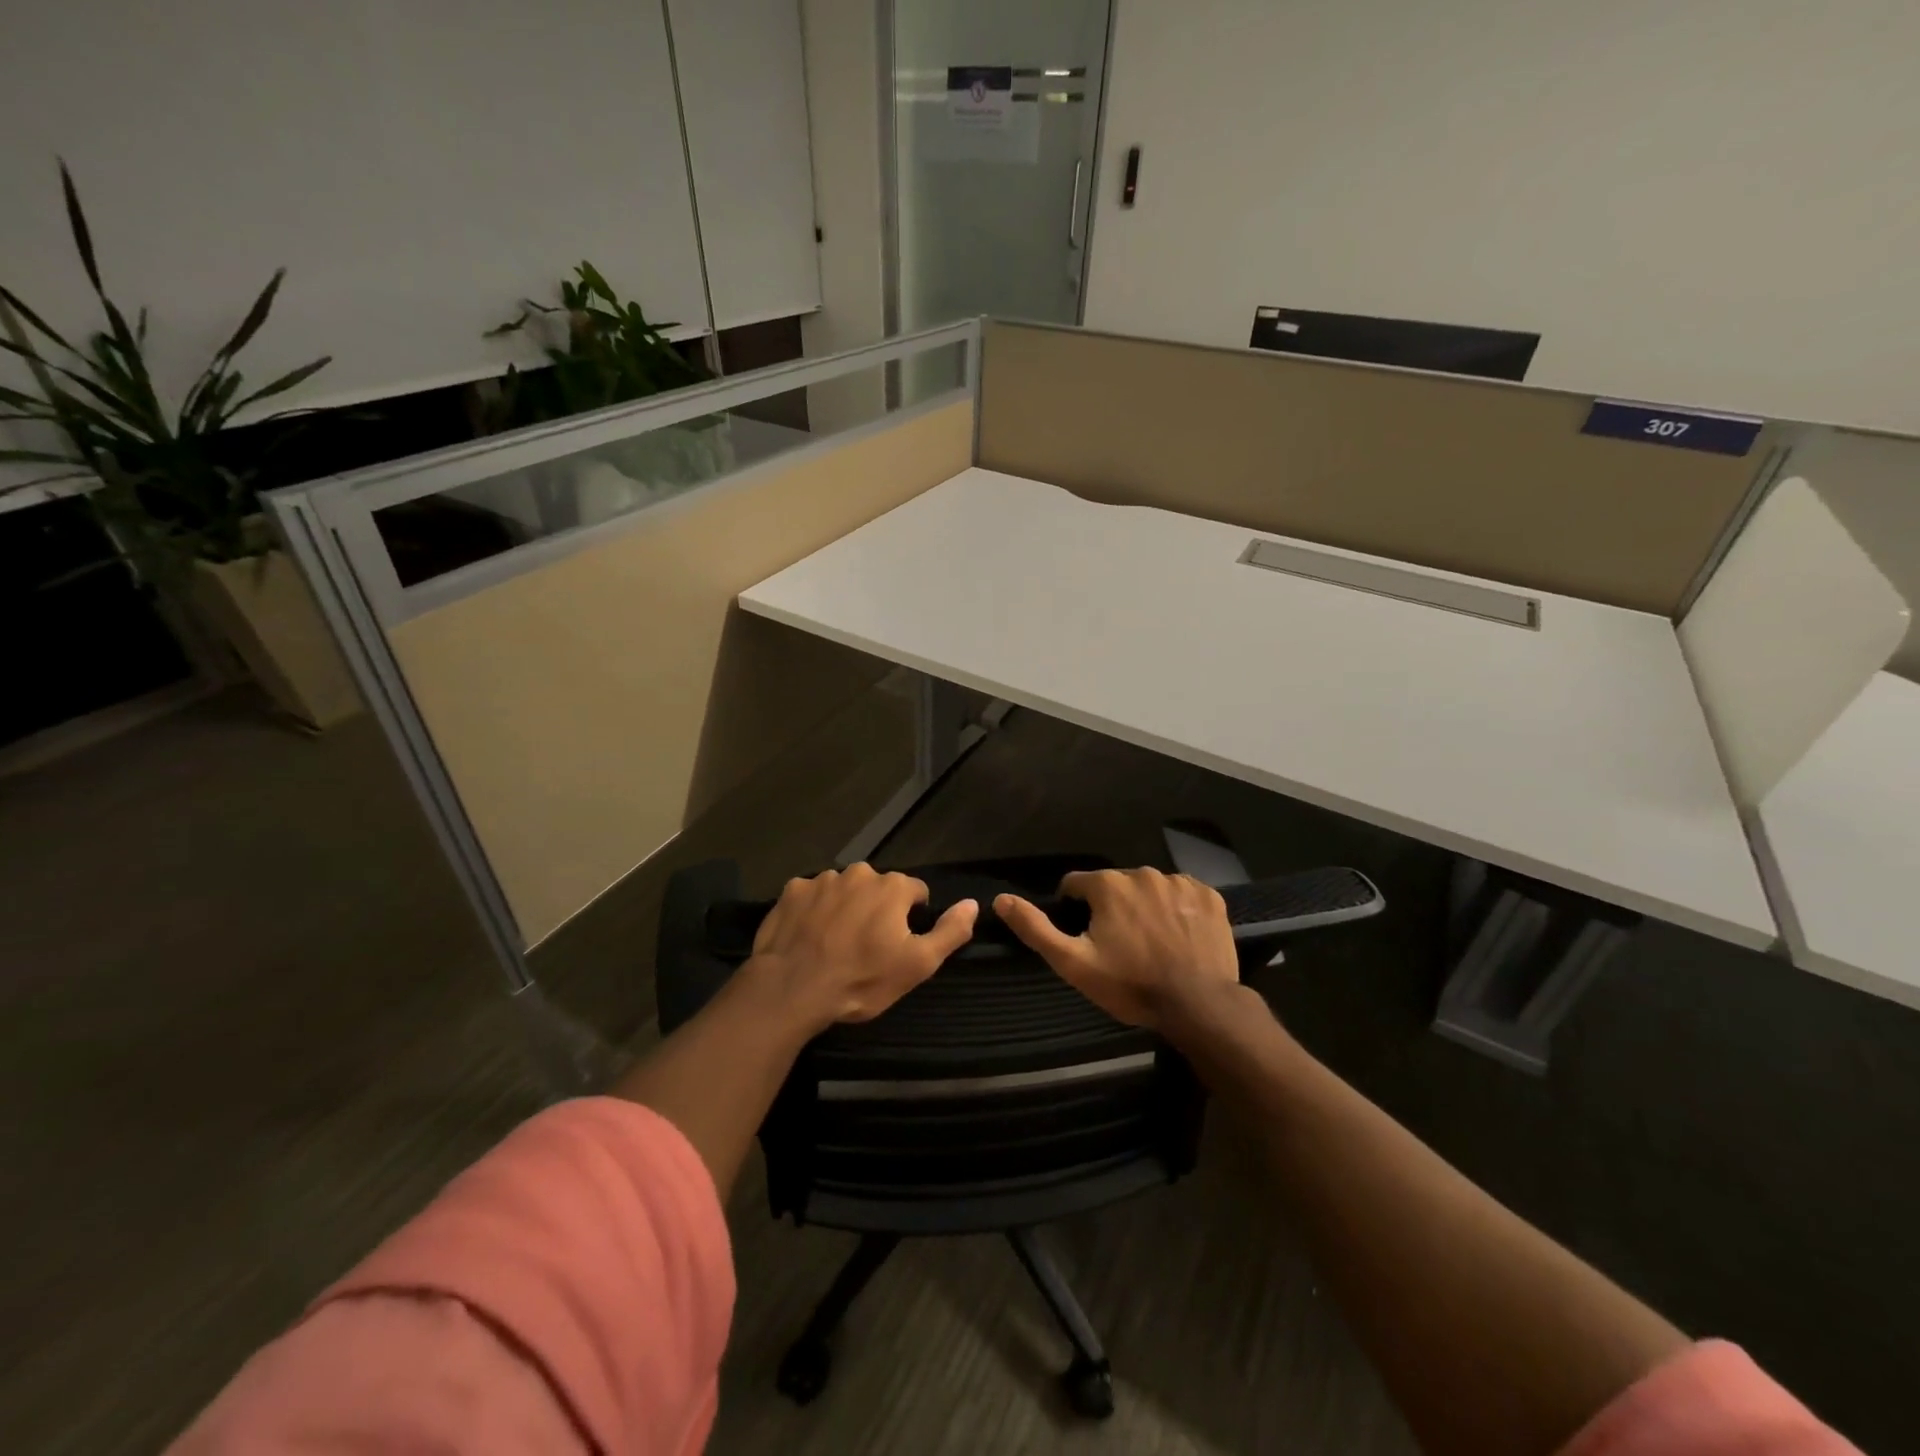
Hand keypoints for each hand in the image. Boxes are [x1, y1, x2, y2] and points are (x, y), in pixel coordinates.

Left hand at [745, 863, 977, 1034]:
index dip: (912, 917)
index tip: (899, 943)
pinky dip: (813, 911)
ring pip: (844, 890)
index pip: (915, 892)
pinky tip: (808, 936)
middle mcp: (859, 872)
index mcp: (892, 886)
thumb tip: (973, 903)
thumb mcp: (918, 964)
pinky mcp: (791, 891)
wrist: (792, 988)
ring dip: (845, 908)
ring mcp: (821, 879)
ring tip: (835, 943)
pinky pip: (811, 896)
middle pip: (878, 888)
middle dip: (877, 909)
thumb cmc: (861, 979)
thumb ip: (950, 931)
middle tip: (866, 946)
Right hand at [996, 868, 1239, 1032]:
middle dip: (1112, 908)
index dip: (1075, 909)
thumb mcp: (1073, 963)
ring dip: (1145, 908)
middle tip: (1120, 946)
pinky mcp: (1209, 895)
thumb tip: (1000, 900)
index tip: (1086, 938)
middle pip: (1115, 886)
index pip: (1077, 885)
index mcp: (1108, 885)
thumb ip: (1036, 928)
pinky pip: (1183, 895)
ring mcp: (1180, 882)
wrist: (1199, 1006)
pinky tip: (1180, 937)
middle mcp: (1142, 872)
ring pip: (1149, 889)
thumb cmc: (1130, 985)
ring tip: (1152, 944)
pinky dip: (1177, 910)